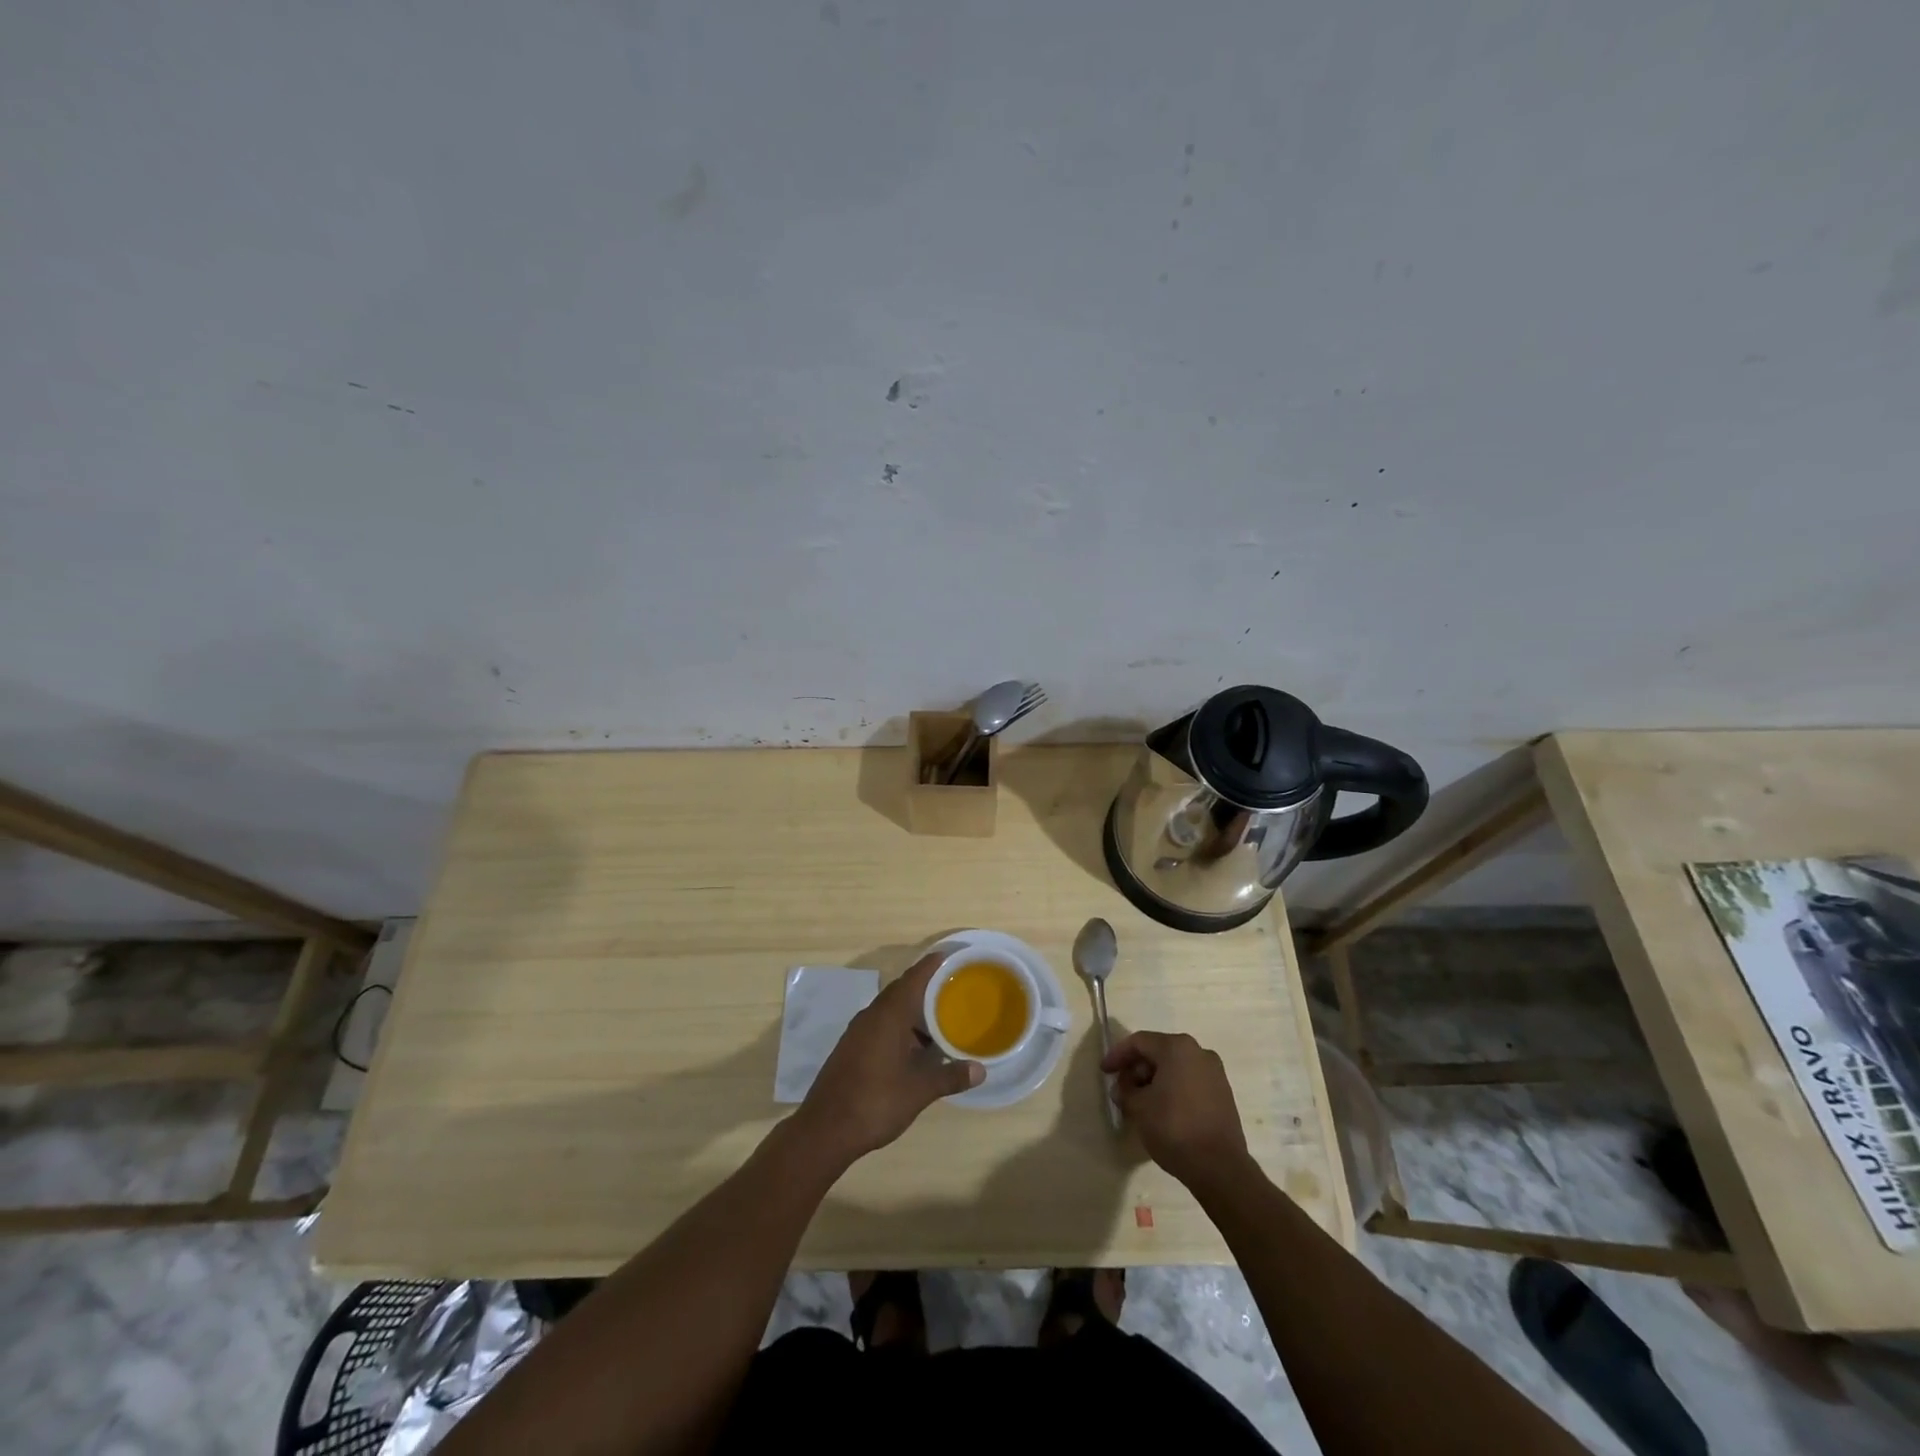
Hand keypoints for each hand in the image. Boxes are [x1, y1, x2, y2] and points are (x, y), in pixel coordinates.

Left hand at [794, 954, 982, 1165]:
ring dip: (913, 1012)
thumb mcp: (919, 1090)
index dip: (932, 965)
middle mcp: (871, 1015)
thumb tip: (981, 1070)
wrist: (825, 1130)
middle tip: (953, 990)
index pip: (914, 978)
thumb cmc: (876, 1101)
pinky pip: (881, 1025)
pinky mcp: (851, 1048)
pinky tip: (915, 1047)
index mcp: (888, 1014)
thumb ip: (950, 1076)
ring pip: (890, 1010)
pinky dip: (900, 1027)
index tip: (951, 956)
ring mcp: (858, 1032)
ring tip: (940, 1020)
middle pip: (902, 991)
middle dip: (926, 988)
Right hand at [1101, 1031, 1251, 1189]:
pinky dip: (1173, 1089)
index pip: (1139, 1042)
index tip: (1104, 1071)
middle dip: (1137, 1069)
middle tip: (1122, 1089)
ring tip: (1140, 1103)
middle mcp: (1199, 1052)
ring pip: (1175, 1068)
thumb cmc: (1174, 1128)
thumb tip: (1123, 1088)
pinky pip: (1190, 1082)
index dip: (1118, 1055)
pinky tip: (1162, 1110)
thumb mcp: (1138, 1108)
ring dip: (1154, 1081)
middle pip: (1159, 1052)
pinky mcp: (1223, 1094)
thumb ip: (1125, 1091)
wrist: (1220, 1168)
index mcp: (1177, 1048)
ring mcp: (1215, 1073)